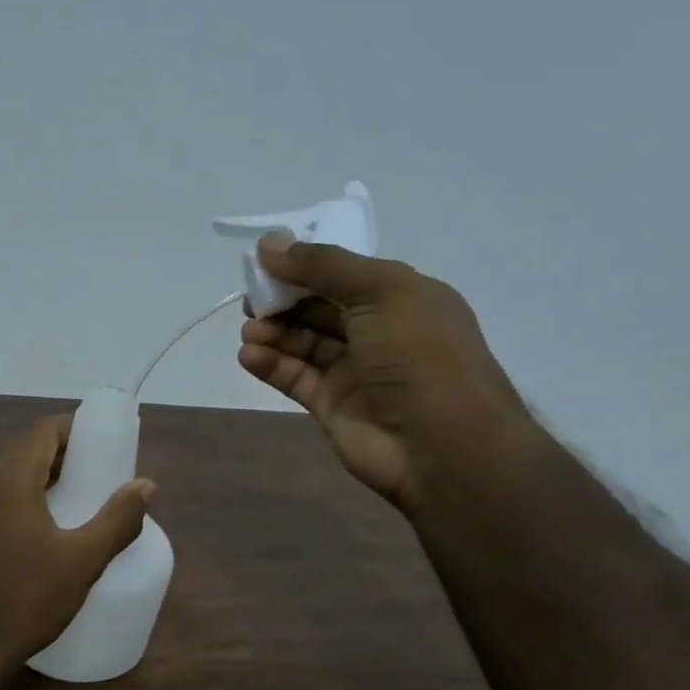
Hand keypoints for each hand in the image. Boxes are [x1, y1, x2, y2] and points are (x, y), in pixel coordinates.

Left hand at [0, 415, 153, 676]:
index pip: (46, 429)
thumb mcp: (82, 560)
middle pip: (31, 449)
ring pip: (15, 474)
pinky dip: (29, 497)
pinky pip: (1, 496)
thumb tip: (146, 485)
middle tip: (105, 478)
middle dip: (70, 456)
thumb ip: (118, 519)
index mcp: (9, 475)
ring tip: (85, 502)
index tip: (111, 446)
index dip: (80, 430)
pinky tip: (51, 528)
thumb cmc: (25, 598)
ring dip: (49, 479)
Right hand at [237, 237, 534, 514]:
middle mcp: (378, 330)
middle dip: (283, 300)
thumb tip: (269, 244)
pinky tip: (248, 356)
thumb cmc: (419, 355)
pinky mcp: (332, 405)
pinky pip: (295, 377)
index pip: (343, 273)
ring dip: (273, 333)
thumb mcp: (379, 291)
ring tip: (248, 332)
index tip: (264, 262)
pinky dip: (271, 364)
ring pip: (303, 342)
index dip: (304, 265)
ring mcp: (354, 370)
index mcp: (401, 296)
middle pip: (319, 307)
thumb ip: (321, 266)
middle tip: (250, 300)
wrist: (441, 445)